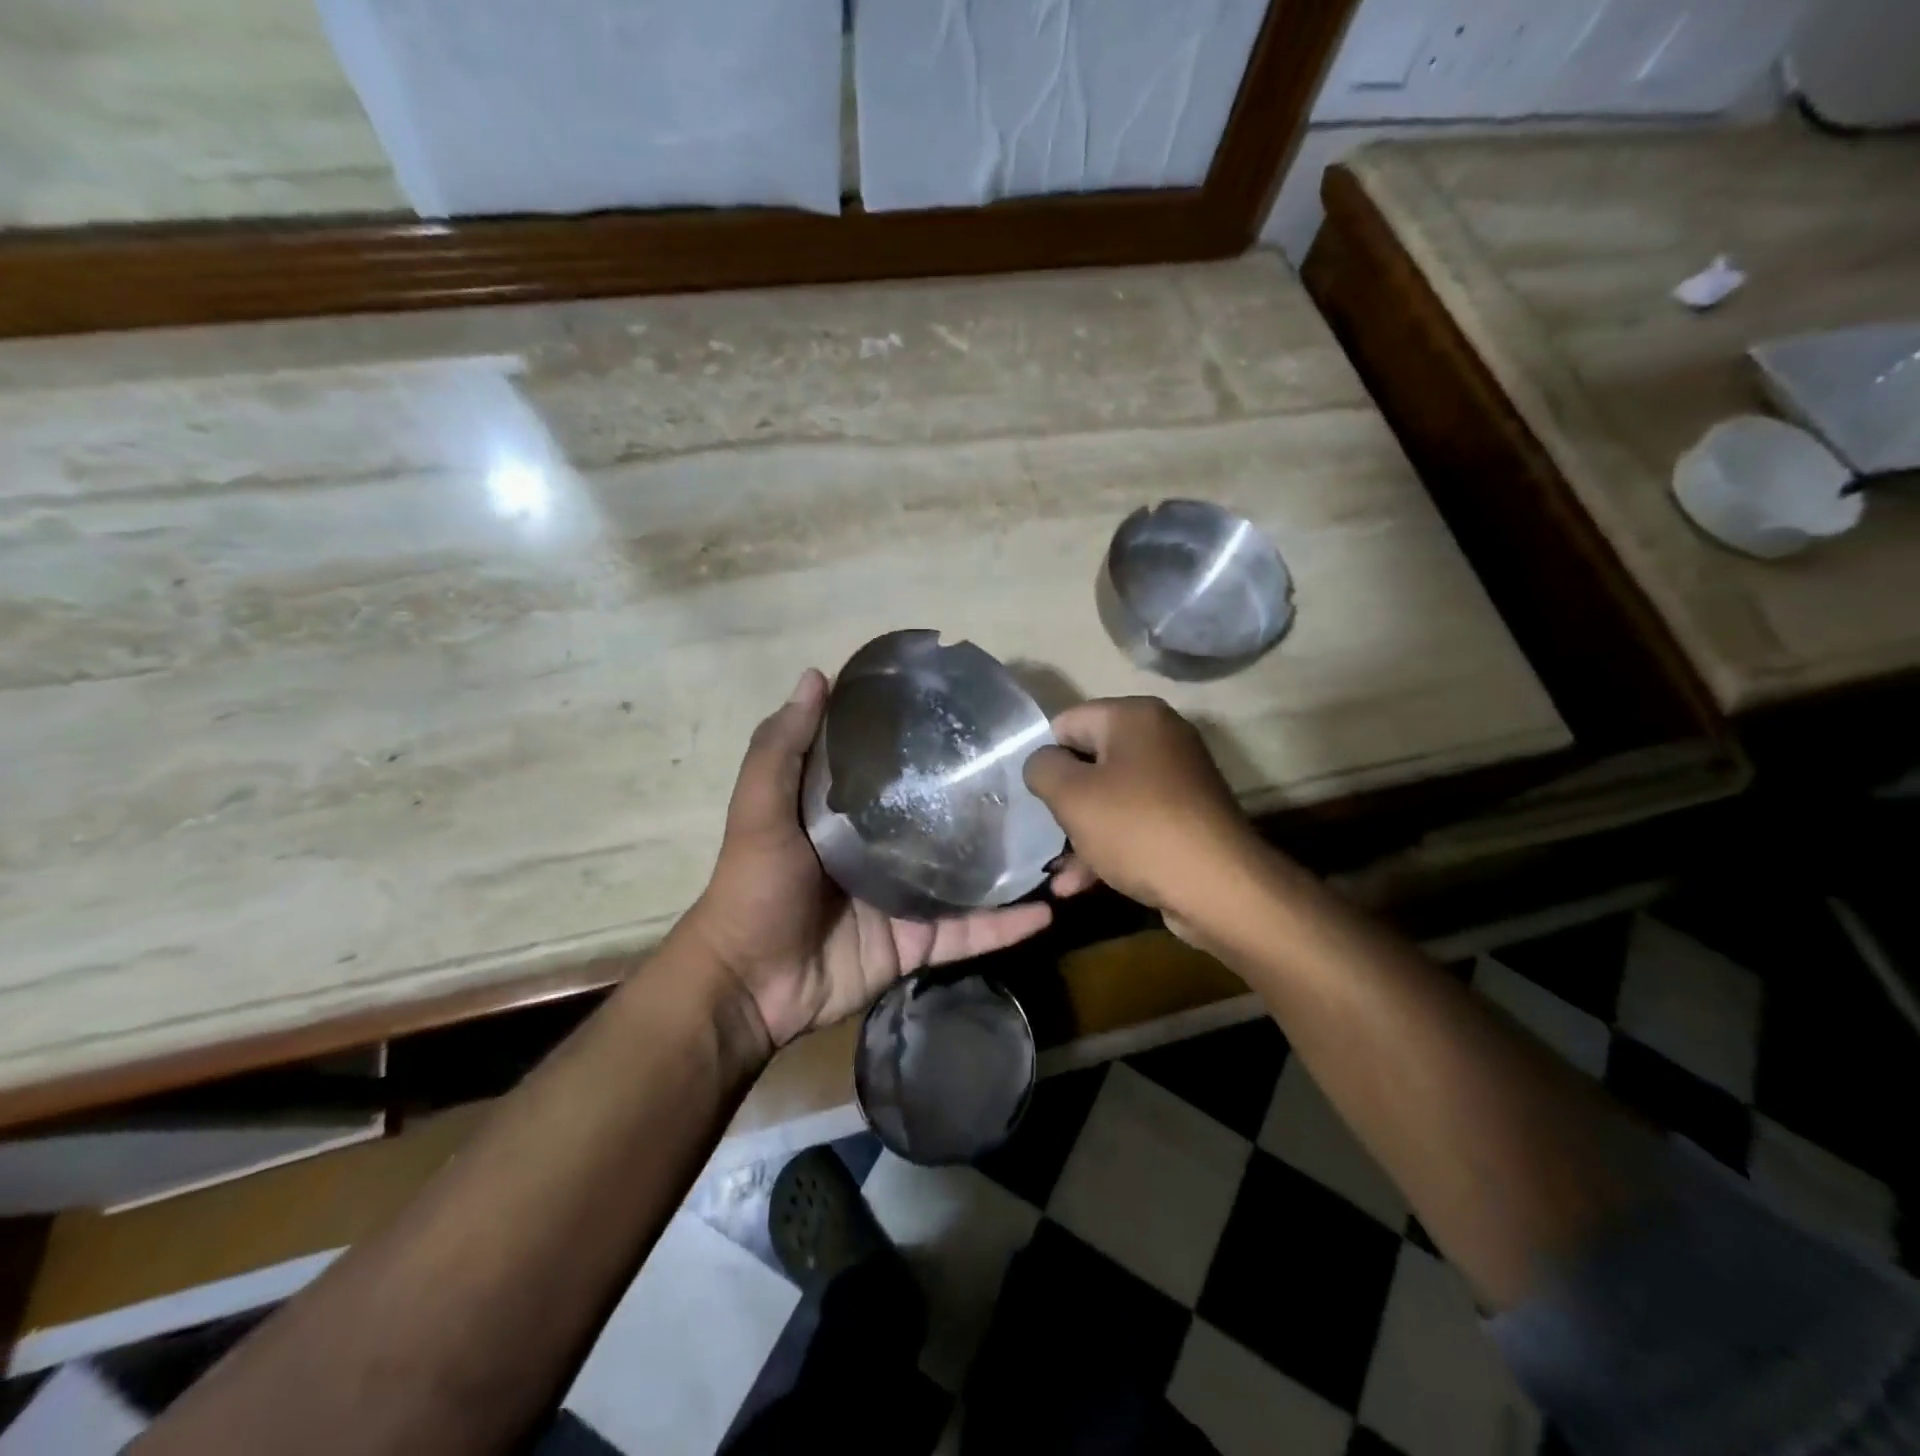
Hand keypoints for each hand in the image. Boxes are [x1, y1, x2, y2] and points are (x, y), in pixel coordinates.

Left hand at [686, 669, 1071, 1048]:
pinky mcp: (918, 942)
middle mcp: (886, 849)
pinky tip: (1047, 910)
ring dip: (1010, 865)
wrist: (749, 985)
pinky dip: (1005, 926)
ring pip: (969, 877)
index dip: (932, 743)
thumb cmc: (755, 887)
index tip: (976, 719)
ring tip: (1060, 841)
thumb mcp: (761, 808)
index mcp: (853, 814)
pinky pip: (969, 932)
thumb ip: (783, 747)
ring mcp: (906, 897)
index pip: (900, 769)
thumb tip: (816, 675)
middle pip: (945, 821)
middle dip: (987, 804)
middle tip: (1039, 780)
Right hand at [1023, 697, 1261, 928]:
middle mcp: (1160, 737)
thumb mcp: (1071, 795)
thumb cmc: (1137, 828)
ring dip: (1081, 833)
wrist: (1219, 887)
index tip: (1032, 795)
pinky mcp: (1186, 817)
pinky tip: (1080, 886)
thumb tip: (1042, 762)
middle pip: (1090, 760)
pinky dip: (1109, 846)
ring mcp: (1177, 779)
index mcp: (1134, 717)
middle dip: (1063, 800)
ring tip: (1058, 875)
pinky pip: (1135, 822)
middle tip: (1043, 832)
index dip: (1044, 757)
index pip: (1067, 722)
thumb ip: (1042, 768)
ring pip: (1110, 798)